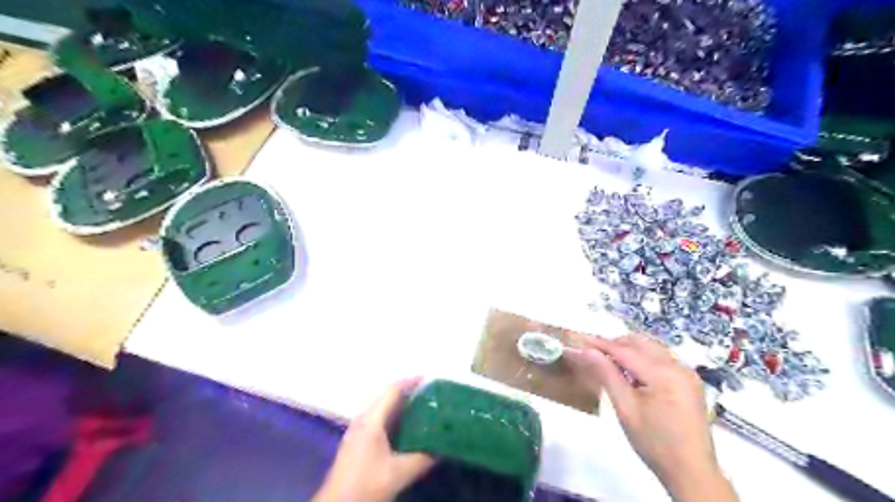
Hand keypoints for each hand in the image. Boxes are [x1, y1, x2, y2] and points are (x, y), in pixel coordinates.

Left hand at [312, 379, 438, 501]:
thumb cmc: (366, 484)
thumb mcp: (399, 473)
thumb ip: (422, 459)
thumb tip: (443, 448)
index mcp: (372, 420)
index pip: (392, 390)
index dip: (411, 381)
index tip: (430, 379)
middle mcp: (363, 419)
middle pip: (386, 395)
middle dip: (407, 391)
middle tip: (429, 393)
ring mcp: (357, 429)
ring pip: (381, 407)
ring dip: (400, 404)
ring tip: (422, 406)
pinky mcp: (357, 440)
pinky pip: (378, 418)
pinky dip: (393, 415)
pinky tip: (405, 427)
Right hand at [570, 333, 736, 501]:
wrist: (692, 472)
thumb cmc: (654, 443)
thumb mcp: (625, 408)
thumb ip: (607, 375)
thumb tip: (587, 351)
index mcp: (663, 373)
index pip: (624, 350)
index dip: (600, 344)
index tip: (580, 340)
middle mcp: (678, 365)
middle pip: (640, 343)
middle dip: (615, 344)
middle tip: (593, 354)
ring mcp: (687, 372)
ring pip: (651, 348)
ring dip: (629, 350)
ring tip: (611, 365)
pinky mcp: (690, 381)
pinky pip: (662, 358)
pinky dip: (644, 359)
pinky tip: (633, 375)